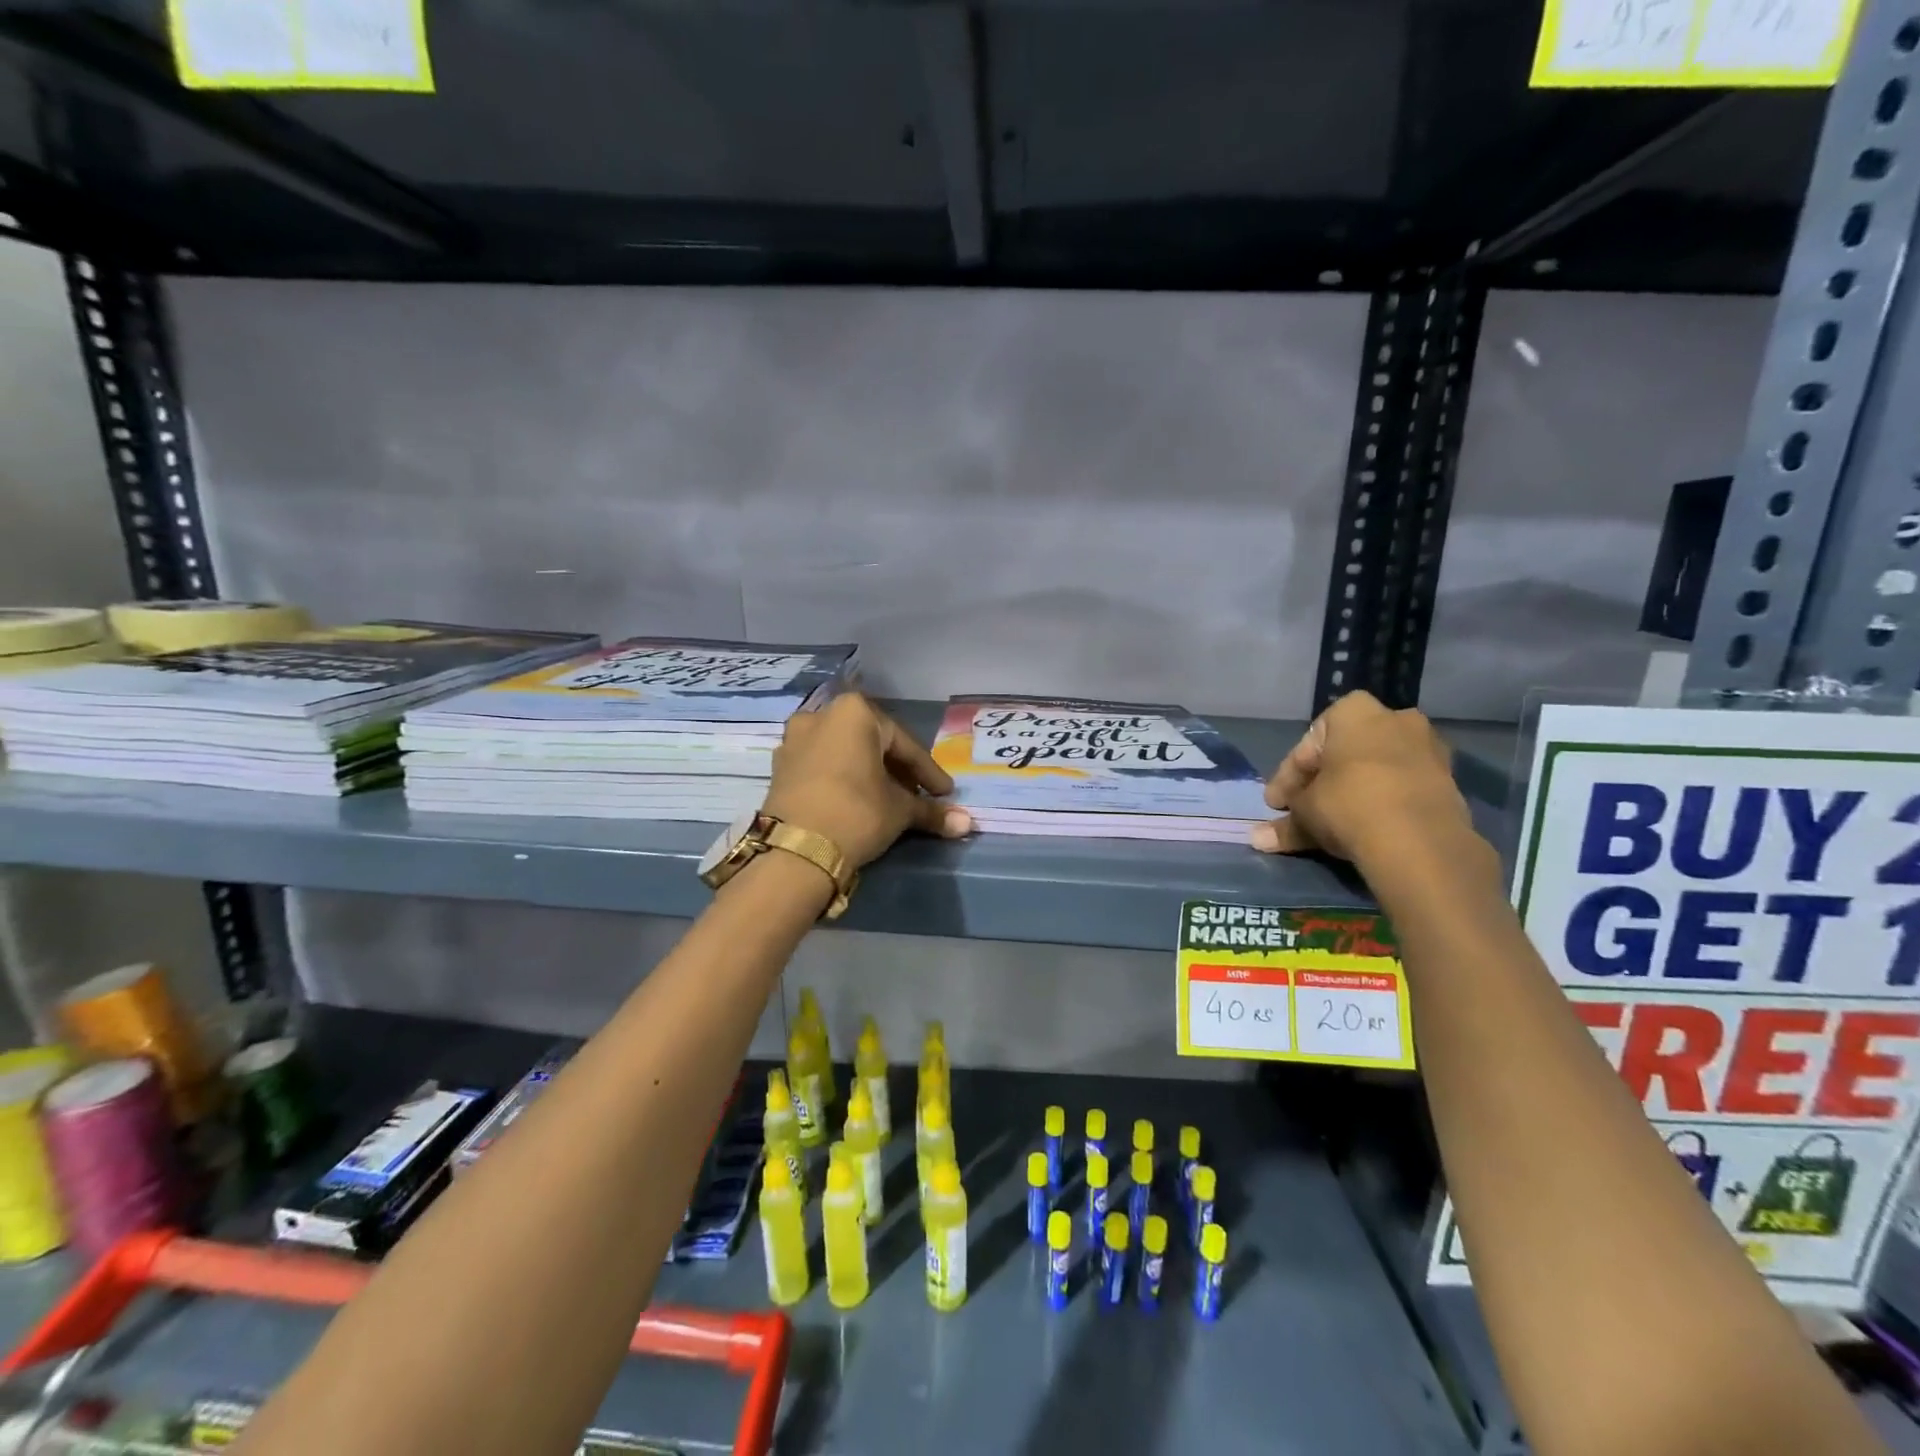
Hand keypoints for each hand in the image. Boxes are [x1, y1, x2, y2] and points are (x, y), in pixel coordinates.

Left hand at [762, 694, 972, 867]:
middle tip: (917, 795)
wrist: (796, 851)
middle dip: (896, 770)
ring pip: (844, 754)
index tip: (945, 794)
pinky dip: (843, 780)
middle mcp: (820, 715)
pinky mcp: (779, 767)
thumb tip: (966, 823)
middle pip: (872, 743)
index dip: (927, 772)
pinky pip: (822, 767)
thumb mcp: (900, 811)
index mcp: (854, 713)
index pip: (903, 744)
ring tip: (888, 799)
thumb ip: (931, 811)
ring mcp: (794, 740)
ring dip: (868, 774)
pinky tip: (857, 802)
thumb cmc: (857, 813)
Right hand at [1250, 691, 1473, 865]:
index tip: (1277, 804)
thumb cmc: (1348, 804)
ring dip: (1354, 790)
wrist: (1421, 841)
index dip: (1288, 777)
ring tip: (1335, 821)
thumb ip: (1284, 823)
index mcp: (1354, 711)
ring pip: (1375, 769)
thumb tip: (1256, 839)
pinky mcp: (1449, 779)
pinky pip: (1402, 786)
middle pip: (1345, 753)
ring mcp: (1427, 747)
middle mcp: (1394, 717)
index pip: (1308, 745)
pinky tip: (1368, 826)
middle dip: (1323, 781)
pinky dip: (1383, 801)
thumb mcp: (1305, 813)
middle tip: (1303, 810)